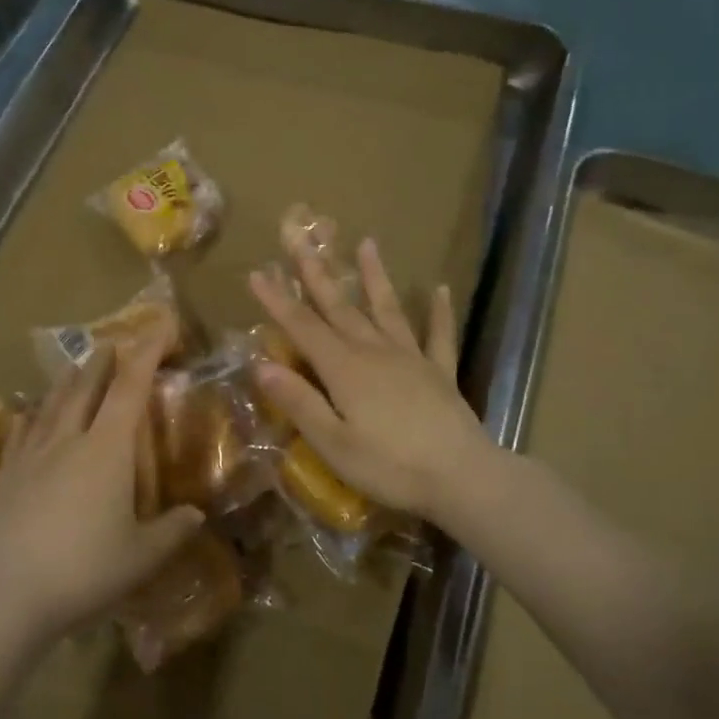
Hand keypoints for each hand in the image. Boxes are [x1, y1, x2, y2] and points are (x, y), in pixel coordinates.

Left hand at [0, 321, 204, 647]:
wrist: (3, 597)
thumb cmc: (84, 571)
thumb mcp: (142, 557)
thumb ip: (173, 531)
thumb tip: (196, 515)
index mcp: (107, 449)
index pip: (131, 387)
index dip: (148, 351)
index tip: (162, 325)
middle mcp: (68, 440)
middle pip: (87, 386)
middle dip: (104, 360)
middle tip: (114, 342)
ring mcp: (31, 457)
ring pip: (52, 404)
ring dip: (68, 380)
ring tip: (76, 366)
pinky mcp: (6, 479)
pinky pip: (19, 434)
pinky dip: (29, 416)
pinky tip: (25, 412)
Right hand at [248, 234, 491, 522]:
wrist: (461, 477)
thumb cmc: (389, 467)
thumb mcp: (333, 443)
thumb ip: (299, 402)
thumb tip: (261, 366)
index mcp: (345, 369)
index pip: (303, 327)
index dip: (278, 300)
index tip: (257, 273)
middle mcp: (375, 352)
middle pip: (340, 307)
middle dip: (318, 274)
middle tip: (302, 241)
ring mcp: (412, 358)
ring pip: (387, 309)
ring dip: (375, 277)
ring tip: (367, 243)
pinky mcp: (440, 373)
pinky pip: (439, 335)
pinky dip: (438, 312)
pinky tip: (439, 289)